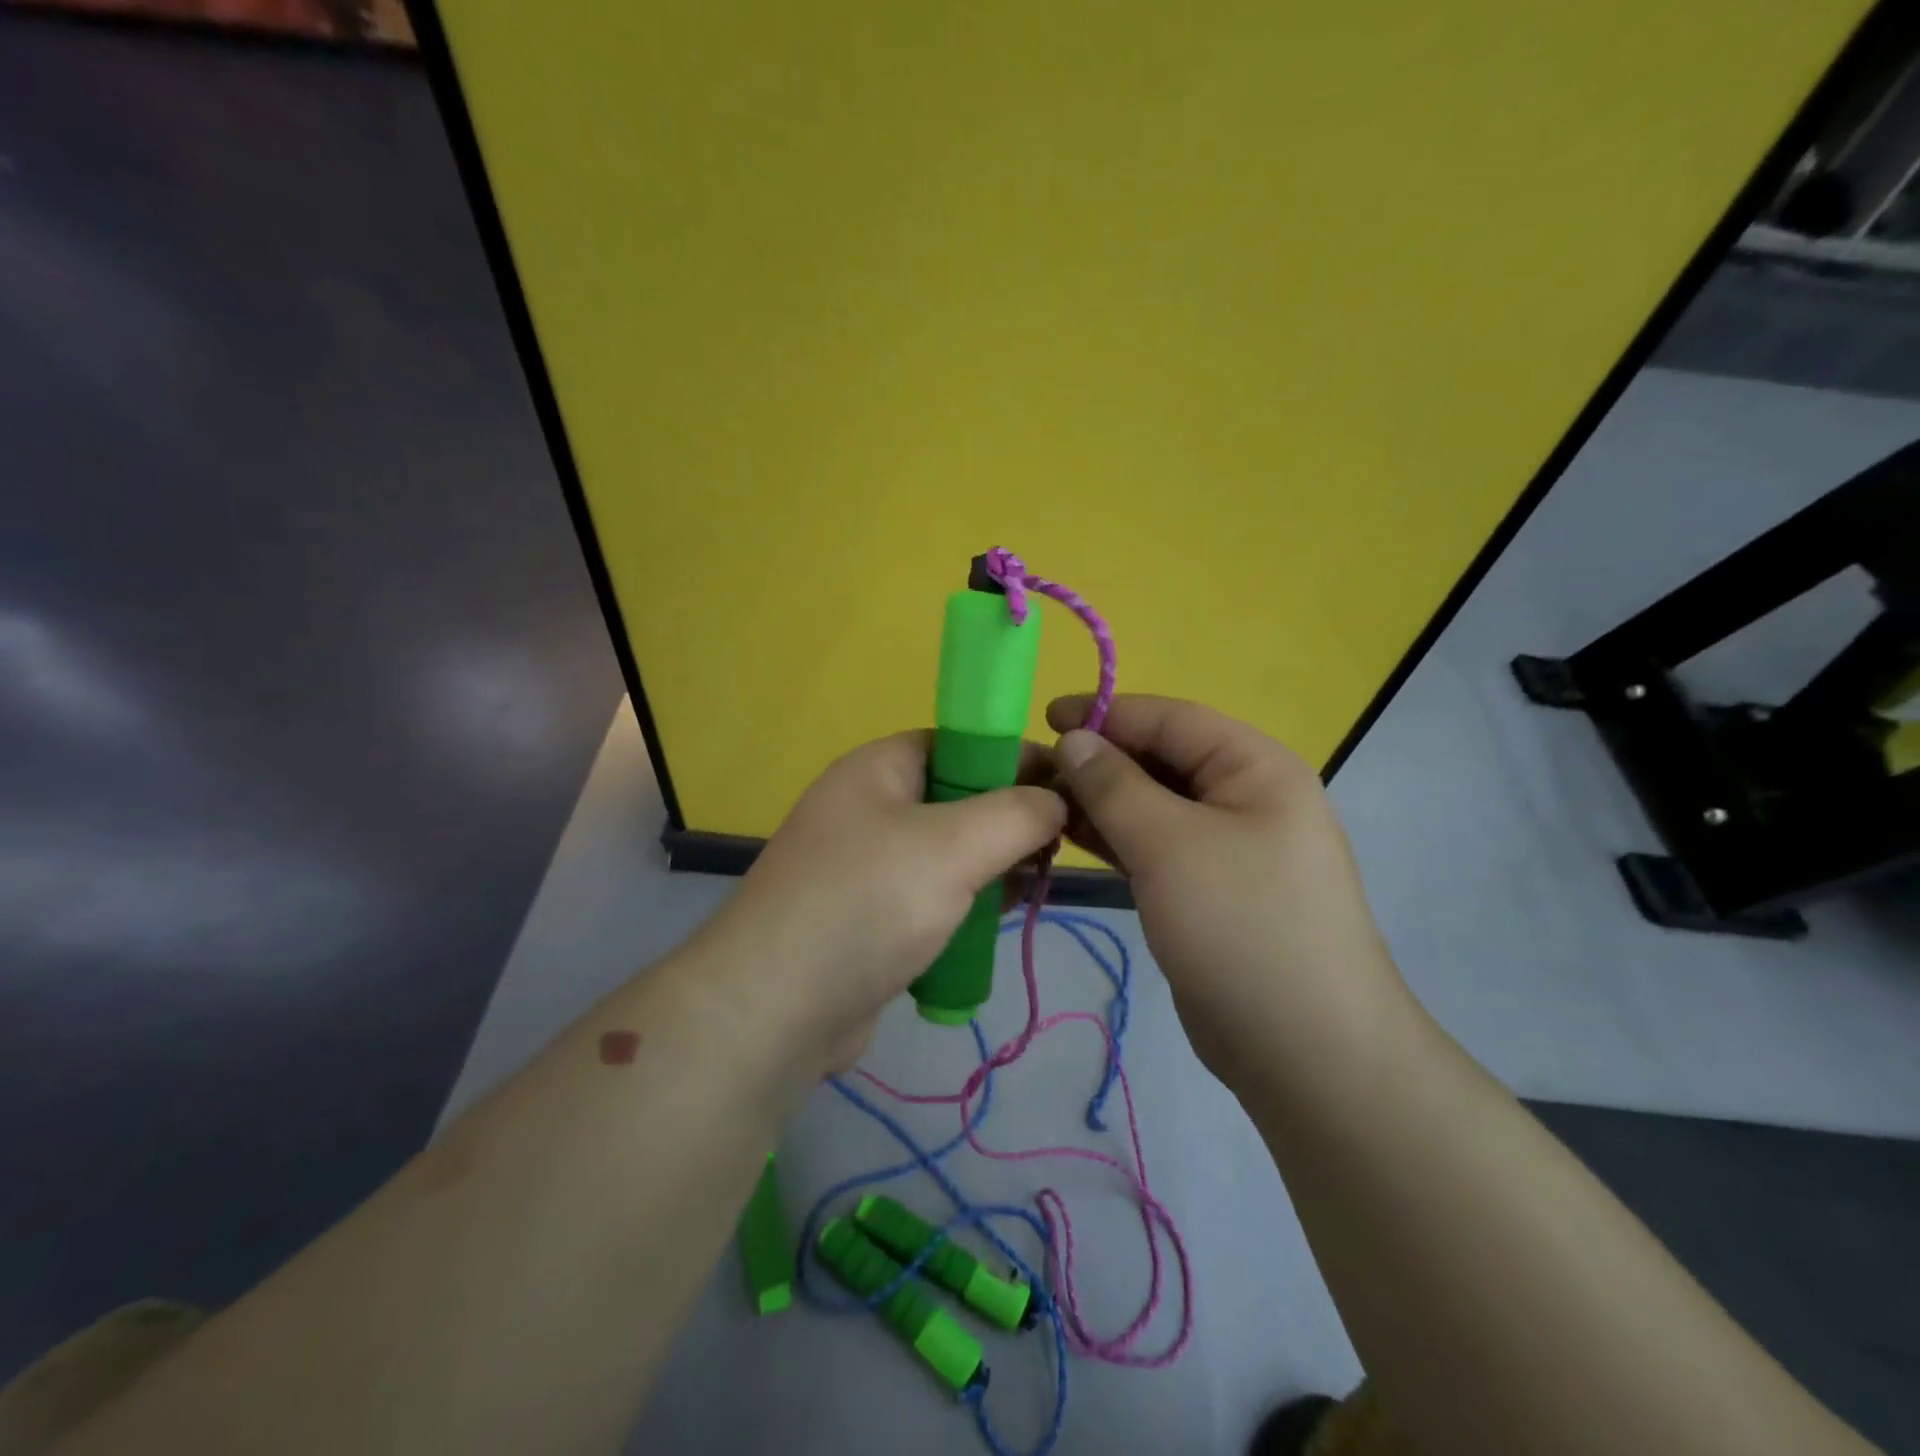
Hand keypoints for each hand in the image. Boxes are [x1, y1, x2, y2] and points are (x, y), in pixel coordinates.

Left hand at [695, 731, 1065, 1074]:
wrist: (775, 1008)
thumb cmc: (868, 903)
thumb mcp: (955, 845)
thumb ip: (1017, 814)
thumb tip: (1056, 800)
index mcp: (879, 768)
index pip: (961, 743)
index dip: (1016, 759)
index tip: (1070, 789)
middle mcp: (869, 807)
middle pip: (958, 798)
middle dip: (1009, 820)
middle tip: (1057, 848)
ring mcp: (864, 864)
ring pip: (947, 852)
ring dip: (990, 867)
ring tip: (1035, 886)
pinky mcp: (867, 916)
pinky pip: (929, 895)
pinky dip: (962, 904)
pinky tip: (994, 922)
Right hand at [1047, 694, 1407, 1083]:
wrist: (1306, 1051)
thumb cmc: (1242, 927)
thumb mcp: (1170, 845)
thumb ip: (1115, 785)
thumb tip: (1073, 739)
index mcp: (1254, 767)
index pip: (1171, 719)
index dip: (1107, 712)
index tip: (1044, 715)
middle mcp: (1244, 797)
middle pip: (1160, 759)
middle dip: (1098, 760)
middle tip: (1032, 770)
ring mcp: (1226, 847)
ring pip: (1152, 805)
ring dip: (1099, 800)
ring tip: (1039, 802)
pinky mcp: (1206, 889)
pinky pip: (1153, 846)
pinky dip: (1113, 838)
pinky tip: (1068, 837)